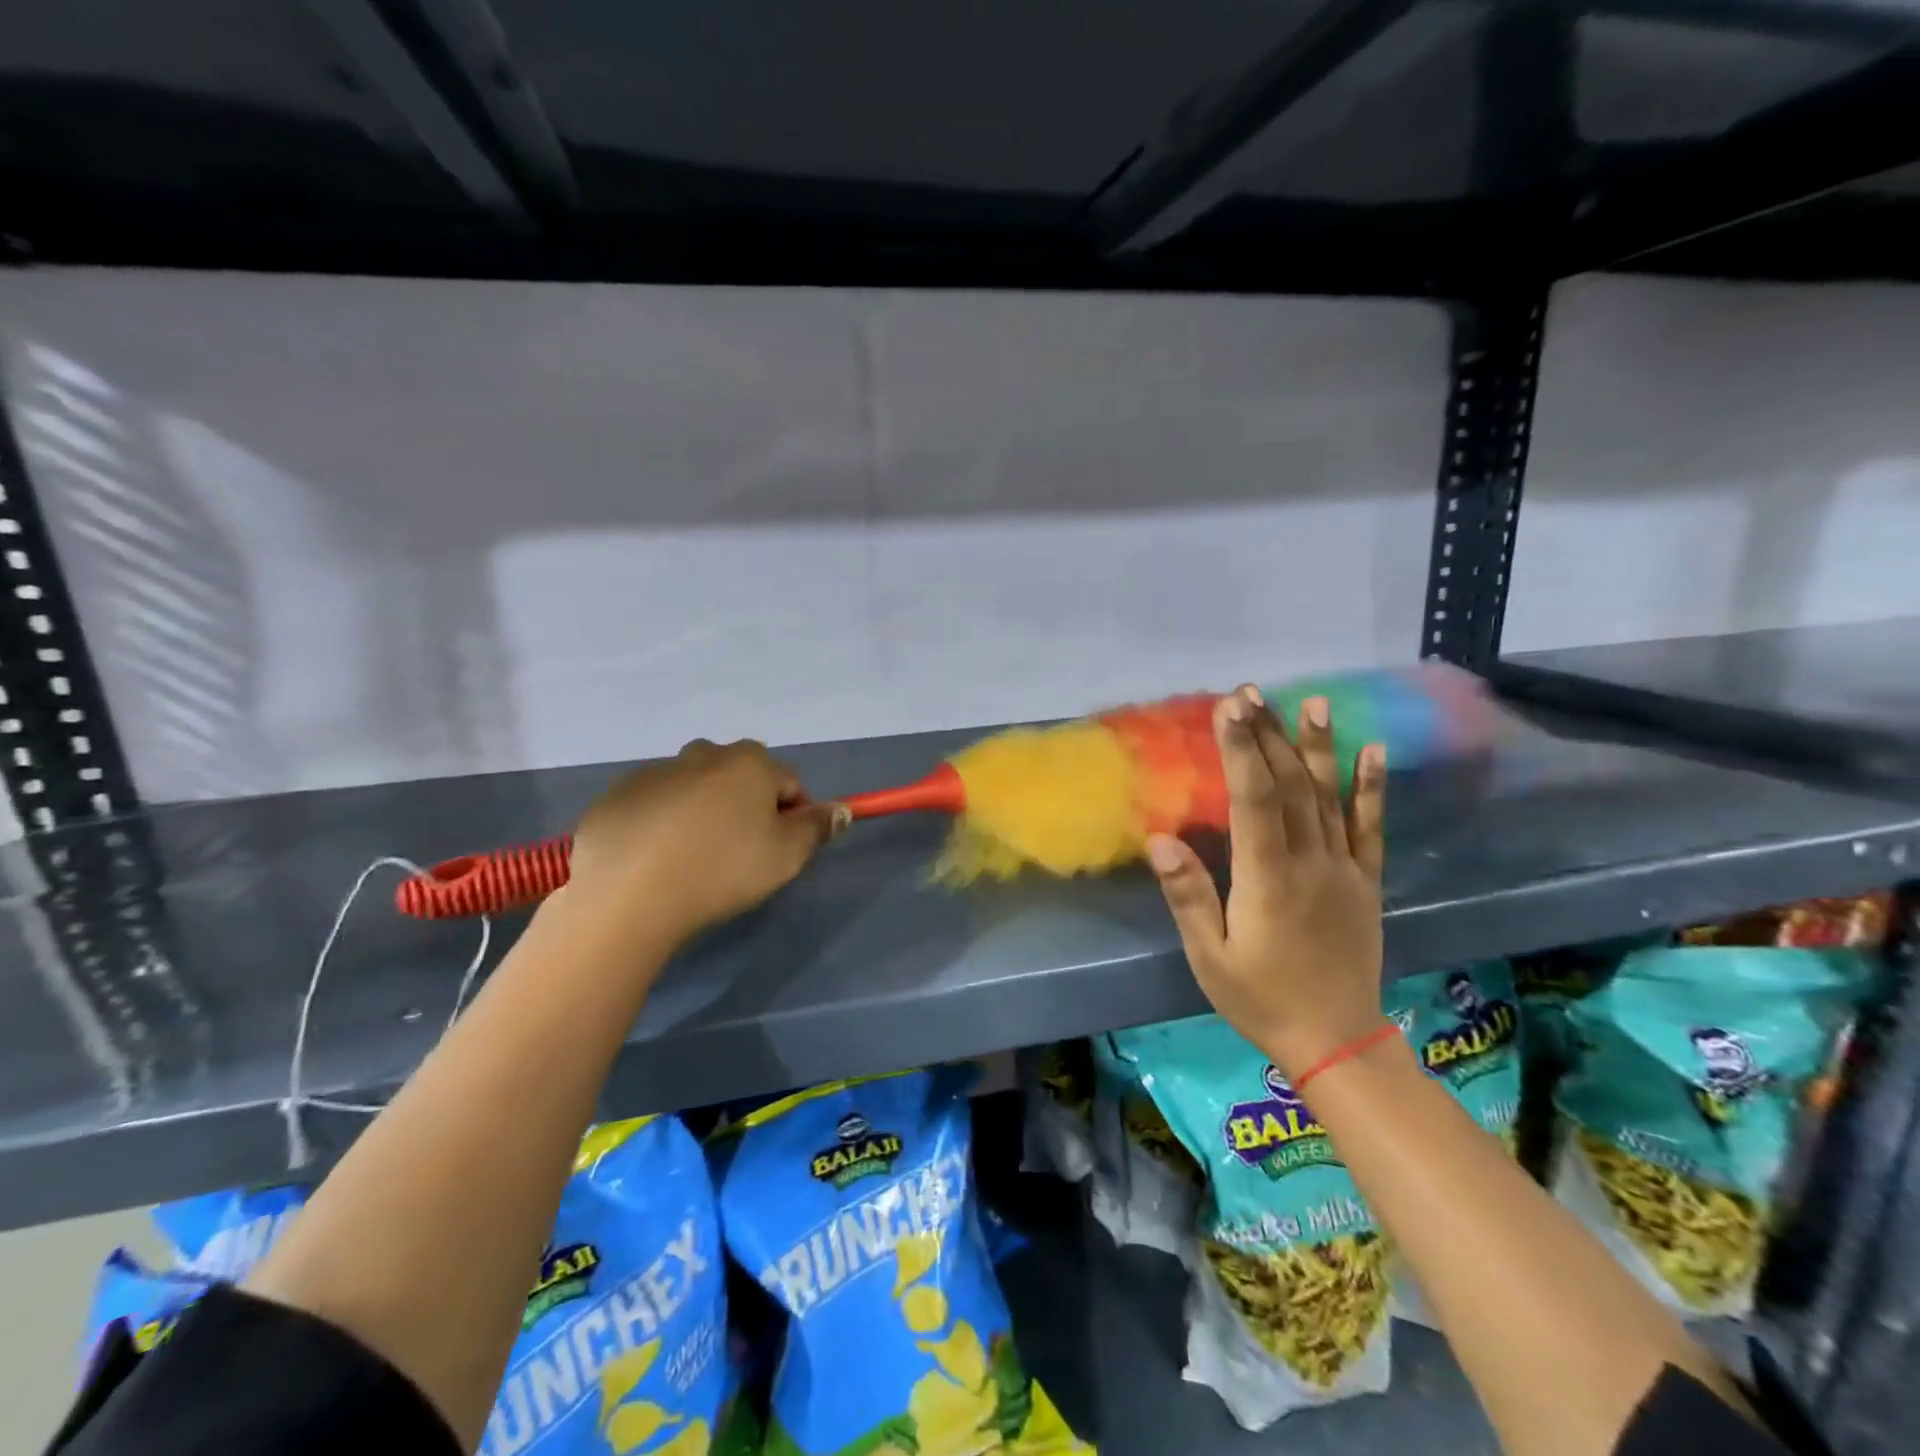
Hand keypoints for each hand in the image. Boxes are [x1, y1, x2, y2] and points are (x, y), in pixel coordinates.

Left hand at [565, 739, 835, 945]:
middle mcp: (704, 754)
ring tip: (693, 859)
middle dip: (747, 806)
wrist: (627, 896)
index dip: (794, 816)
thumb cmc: (721, 871)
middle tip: (739, 854)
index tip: (782, 850)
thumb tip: (840, 810)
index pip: (789, 783)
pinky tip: (656, 860)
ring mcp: (656, 771)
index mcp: (750, 763)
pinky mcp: (618, 795)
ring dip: (704, 812)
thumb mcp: (786, 856)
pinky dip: (663, 822)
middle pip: (741, 778)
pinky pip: (656, 804)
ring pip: (696, 788)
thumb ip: (817, 828)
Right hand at [1146, 685, 1387, 1076]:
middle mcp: (1310, 862)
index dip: (1241, 750)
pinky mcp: (1366, 881)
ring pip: (1328, 797)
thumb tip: (1159, 838)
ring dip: (1318, 747)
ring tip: (1312, 703)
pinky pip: (1370, 828)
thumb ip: (1188, 895)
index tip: (1229, 708)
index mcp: (1268, 879)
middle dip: (1268, 734)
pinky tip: (1372, 752)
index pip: (1253, 800)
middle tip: (1251, 692)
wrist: (1336, 1040)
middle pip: (1288, 786)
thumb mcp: (1210, 957)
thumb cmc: (1260, 998)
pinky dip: (1371, 788)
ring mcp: (1344, 869)